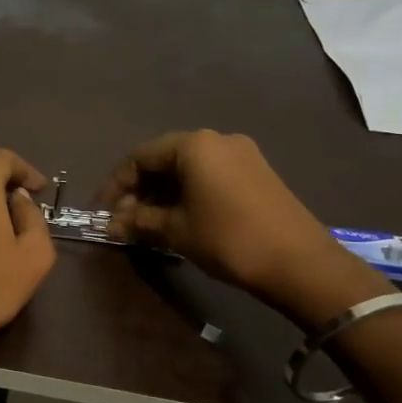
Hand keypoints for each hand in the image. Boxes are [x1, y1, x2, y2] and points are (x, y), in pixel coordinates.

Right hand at [96, 130, 390, 326]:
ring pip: (187, 169)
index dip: (115, 185)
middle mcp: (217, 140)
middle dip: (138, 190)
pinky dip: (187, 193)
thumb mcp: (175, 231)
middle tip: (123, 220)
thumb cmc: (228, 239)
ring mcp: (241, 154)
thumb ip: (138, 221)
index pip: (139, 157)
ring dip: (162, 193)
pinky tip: (179, 219)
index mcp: (193, 145)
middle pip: (163, 159)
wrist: (299, 262)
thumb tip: (110, 223)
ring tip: (147, 224)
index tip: (102, 212)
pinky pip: (209, 175)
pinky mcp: (256, 173)